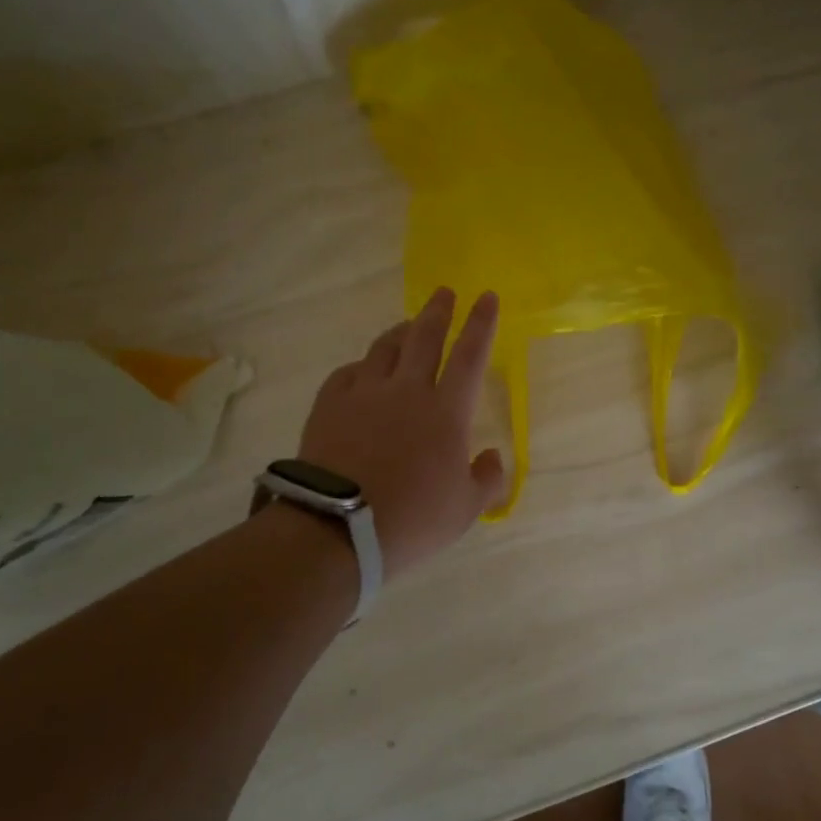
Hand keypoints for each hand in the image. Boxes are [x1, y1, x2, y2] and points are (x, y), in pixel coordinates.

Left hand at [297, 288, 505, 576]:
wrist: (338, 527)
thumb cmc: (413, 518)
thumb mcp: (466, 509)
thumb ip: (487, 479)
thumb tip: (491, 456)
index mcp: (446, 411)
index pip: (470, 356)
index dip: (481, 324)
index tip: (486, 297)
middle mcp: (407, 390)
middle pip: (425, 338)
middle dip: (439, 311)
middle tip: (445, 293)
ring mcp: (364, 394)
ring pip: (385, 348)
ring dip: (400, 331)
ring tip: (407, 325)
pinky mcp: (329, 405)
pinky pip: (348, 373)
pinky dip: (362, 366)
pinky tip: (363, 370)